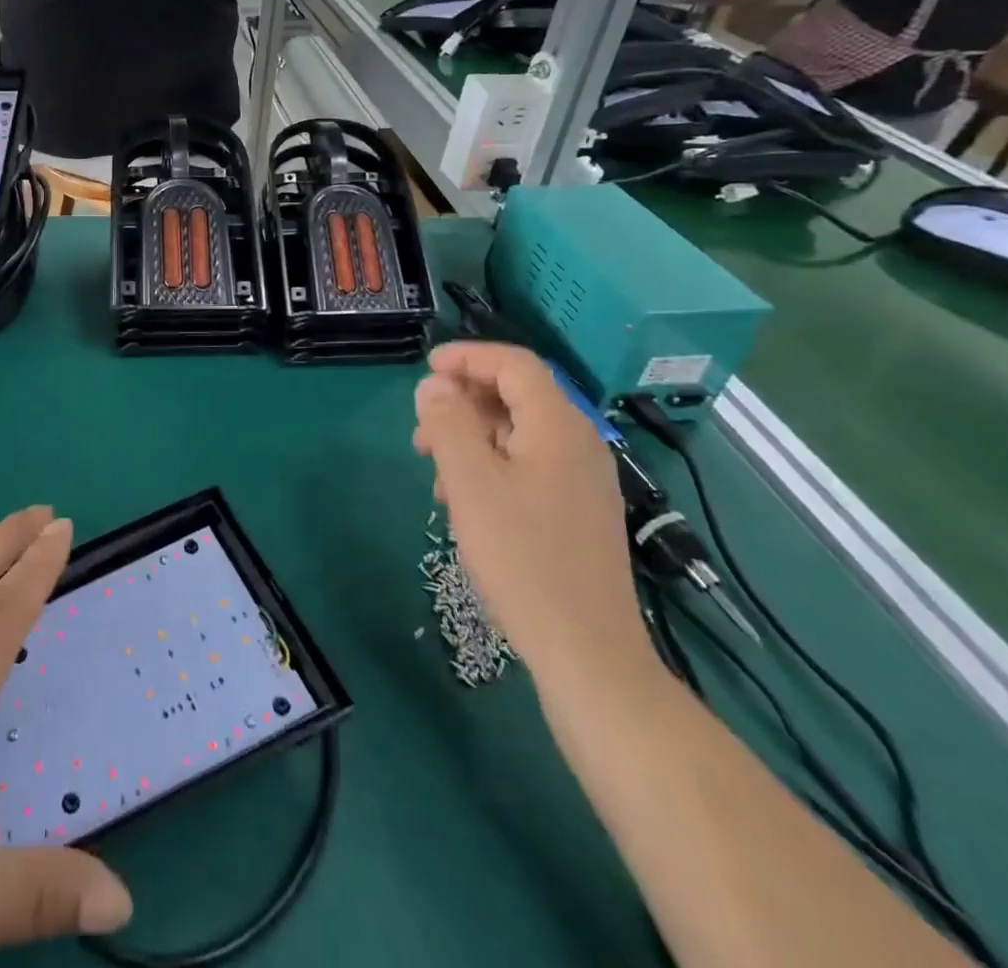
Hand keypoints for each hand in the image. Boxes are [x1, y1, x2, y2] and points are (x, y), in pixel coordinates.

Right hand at [414, 344, 656, 689]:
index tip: (425, 369)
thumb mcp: (470, 482)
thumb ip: (448, 423)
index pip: (514, 364)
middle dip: (463, 401)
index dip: (467, 357)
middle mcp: (579, 443)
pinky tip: (466, 500)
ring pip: (520, 433)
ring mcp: (584, 479)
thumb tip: (433, 386)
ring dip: (472, 436)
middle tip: (421, 430)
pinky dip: (492, 464)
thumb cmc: (522, 557)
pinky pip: (530, 464)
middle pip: (518, 396)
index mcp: (558, 426)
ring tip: (436, 470)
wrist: (587, 651)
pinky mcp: (580, 510)